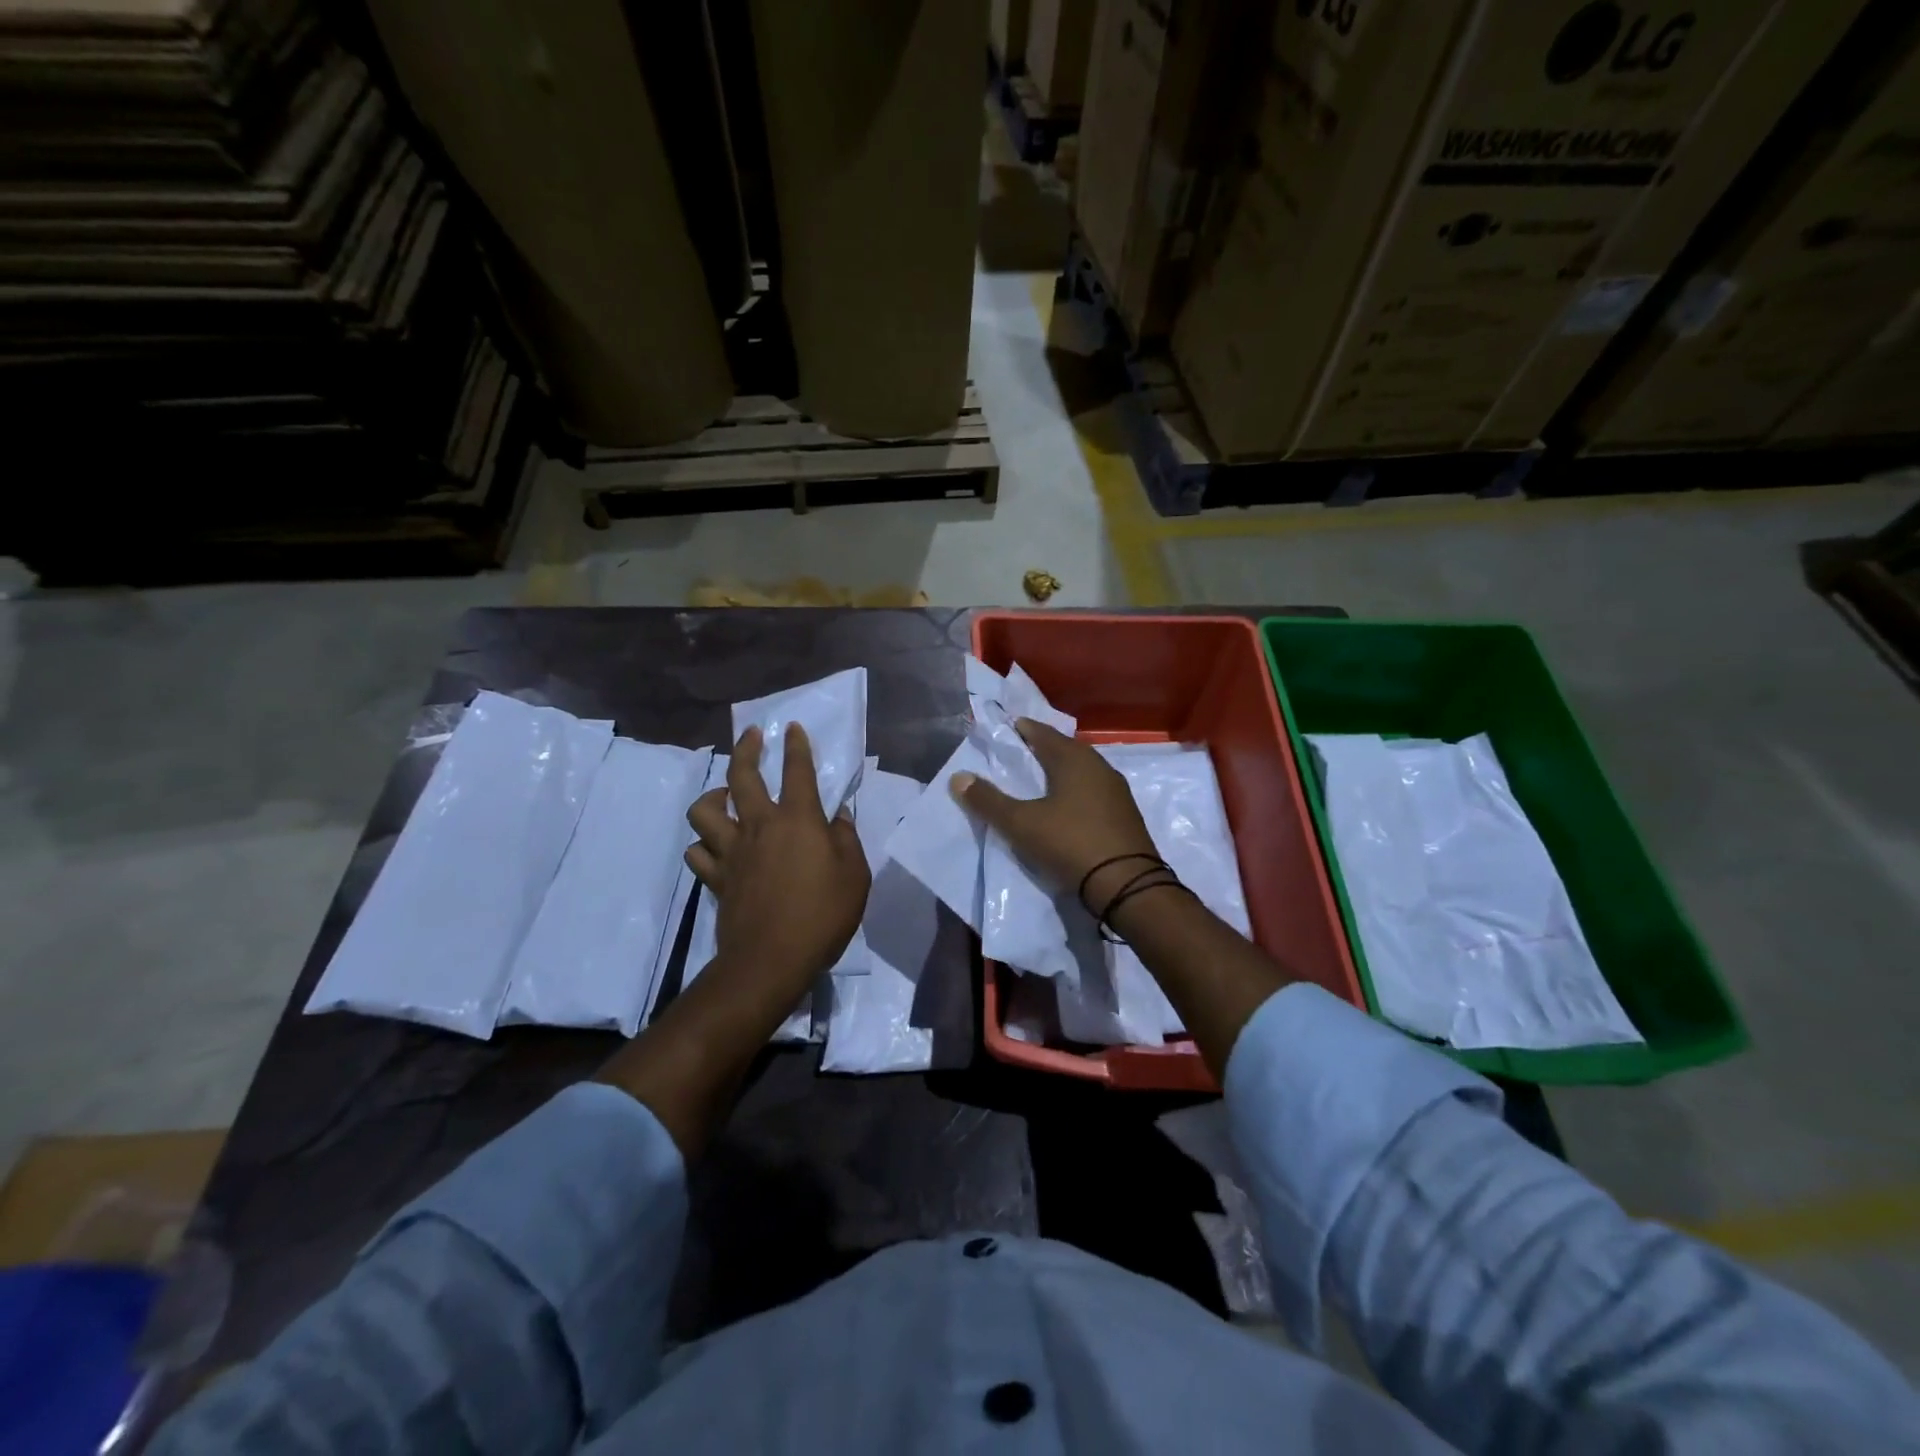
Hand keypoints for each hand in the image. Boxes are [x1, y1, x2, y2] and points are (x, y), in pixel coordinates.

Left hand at [685, 723, 869, 997]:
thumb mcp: (855, 875)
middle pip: (742, 776)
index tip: (792, 728)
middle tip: (751, 736)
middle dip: (746, 749)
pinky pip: (697, 853)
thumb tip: (838, 816)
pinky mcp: (716, 878)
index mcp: (798, 820)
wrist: (771, 960)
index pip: (797, 771)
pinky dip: (703, 845)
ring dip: (713, 796)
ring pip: (705, 810)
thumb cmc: (822, 915)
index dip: (796, 746)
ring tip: (725, 795)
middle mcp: (760, 826)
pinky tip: (714, 846)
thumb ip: (846, 839)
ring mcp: (732, 852)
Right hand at [949, 719, 1158, 912]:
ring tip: (1040, 780)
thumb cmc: (1070, 843)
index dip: (1024, 730)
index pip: (1044, 734)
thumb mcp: (1021, 823)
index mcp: (1074, 759)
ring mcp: (1116, 791)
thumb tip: (957, 777)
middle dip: (1043, 749)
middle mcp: (1099, 767)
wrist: (1127, 884)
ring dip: (1061, 771)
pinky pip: (1094, 791)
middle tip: (1021, 754)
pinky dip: (1076, 791)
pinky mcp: (1125, 815)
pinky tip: (1067, 805)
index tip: (1008, 728)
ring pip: (1083, 771)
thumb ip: (988, 800)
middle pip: (1066, 749)